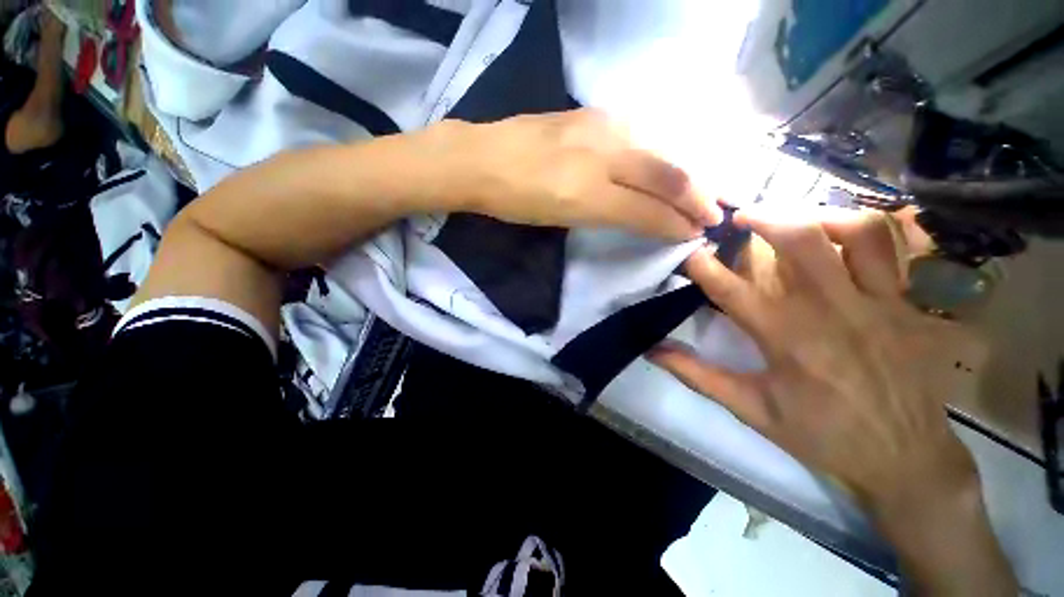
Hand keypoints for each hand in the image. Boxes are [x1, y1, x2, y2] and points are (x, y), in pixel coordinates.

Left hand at [435, 109, 721, 239]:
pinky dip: (660, 152)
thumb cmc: (513, 201)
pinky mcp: (591, 114)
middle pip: (665, 176)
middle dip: (697, 197)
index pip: (647, 211)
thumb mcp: (560, 219)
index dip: (676, 224)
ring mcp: (598, 128)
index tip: (696, 233)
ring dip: (685, 173)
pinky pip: (638, 135)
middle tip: (716, 212)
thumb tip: (644, 217)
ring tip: (700, 190)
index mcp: (588, 195)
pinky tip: (666, 161)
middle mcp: (602, 156)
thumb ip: (606, 215)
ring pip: (658, 151)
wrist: (480, 159)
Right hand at [649, 207, 1015, 593]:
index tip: (687, 253)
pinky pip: (891, 249)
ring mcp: (877, 303)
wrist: (903, 460)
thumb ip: (697, 374)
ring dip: (817, 214)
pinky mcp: (906, 304)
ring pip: (855, 232)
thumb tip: (652, 350)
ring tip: (792, 217)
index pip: (729, 288)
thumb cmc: (820, 435)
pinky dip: (862, 230)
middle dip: (762, 218)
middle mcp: (831, 310)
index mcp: (785, 338)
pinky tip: (839, 234)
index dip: (701, 265)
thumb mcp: (749, 409)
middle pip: (799, 241)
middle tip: (739, 217)